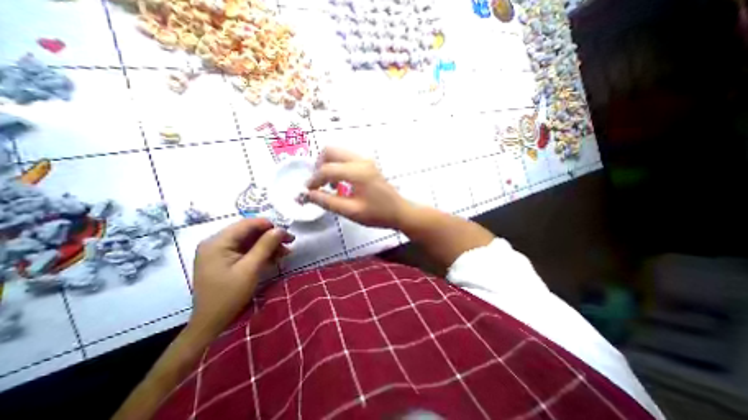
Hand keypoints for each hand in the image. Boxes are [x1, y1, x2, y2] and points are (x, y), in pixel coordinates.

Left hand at [187, 218, 291, 338]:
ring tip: (286, 252)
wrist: (211, 323)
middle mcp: (217, 243)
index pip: (246, 224)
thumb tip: (281, 229)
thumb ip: (265, 246)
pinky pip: (247, 250)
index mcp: (217, 242)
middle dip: (271, 236)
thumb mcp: (250, 269)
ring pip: (250, 240)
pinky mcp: (226, 259)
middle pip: (249, 231)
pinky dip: (262, 252)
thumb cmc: (229, 295)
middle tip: (290, 241)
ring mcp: (220, 251)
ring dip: (269, 244)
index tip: (286, 233)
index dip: (268, 225)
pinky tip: (275, 258)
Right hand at [305, 147, 408, 228]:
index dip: (313, 180)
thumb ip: (327, 202)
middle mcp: (361, 160)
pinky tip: (340, 183)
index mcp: (358, 172)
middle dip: (319, 166)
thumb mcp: (351, 211)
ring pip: (338, 153)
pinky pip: (346, 158)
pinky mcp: (368, 164)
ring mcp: (366, 160)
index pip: (327, 169)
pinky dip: (337, 166)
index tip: (307, 191)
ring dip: (328, 165)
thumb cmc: (377, 214)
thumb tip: (307, 195)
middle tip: (318, 184)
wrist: (399, 212)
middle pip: (330, 151)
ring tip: (329, 185)